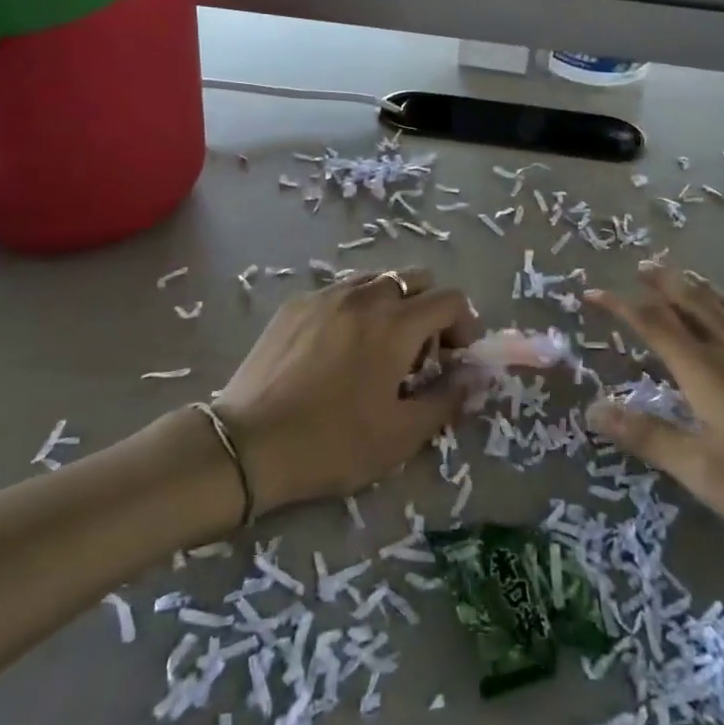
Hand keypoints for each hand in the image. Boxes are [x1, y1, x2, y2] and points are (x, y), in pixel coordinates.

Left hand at [216, 268, 479, 512]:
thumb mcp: (401, 435)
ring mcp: (325, 296)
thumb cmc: (332, 443)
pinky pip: (340, 292)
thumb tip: (474, 377)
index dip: (464, 325)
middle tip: (420, 352)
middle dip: (430, 308)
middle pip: (415, 278)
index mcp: (396, 324)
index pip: (450, 299)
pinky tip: (339, 347)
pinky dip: (356, 308)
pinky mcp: (295, 305)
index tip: (455, 358)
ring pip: (376, 280)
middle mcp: (364, 296)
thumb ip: (447, 399)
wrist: (249, 445)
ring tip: (379, 347)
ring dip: (393, 304)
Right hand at [586, 265, 723, 549]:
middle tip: (641, 267)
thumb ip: (649, 437)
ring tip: (682, 279)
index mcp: (707, 372)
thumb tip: (593, 408)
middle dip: (662, 283)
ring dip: (697, 289)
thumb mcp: (706, 472)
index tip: (592, 293)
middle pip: (693, 303)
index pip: (654, 325)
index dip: (620, 306)